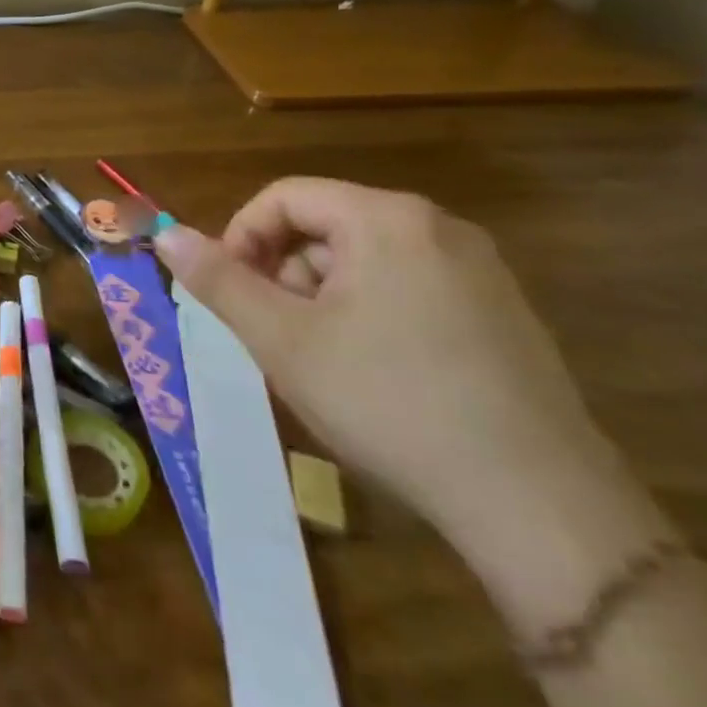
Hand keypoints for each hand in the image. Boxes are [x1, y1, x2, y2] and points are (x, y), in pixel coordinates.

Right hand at [154, 178, 672, 633]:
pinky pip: (407, 288)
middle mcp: (439, 228)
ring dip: (320, 298)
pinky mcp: (502, 315)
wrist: (541, 509)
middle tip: (271, 334)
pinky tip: (371, 375)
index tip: (227, 292)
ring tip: (318, 362)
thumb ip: (216, 279)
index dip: (240, 237)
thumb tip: (164, 234)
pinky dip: (367, 315)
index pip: (284, 197)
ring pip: (362, 260)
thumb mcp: (282, 339)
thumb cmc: (390, 403)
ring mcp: (480, 272)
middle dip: (281, 273)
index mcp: (387, 219)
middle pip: (324, 226)